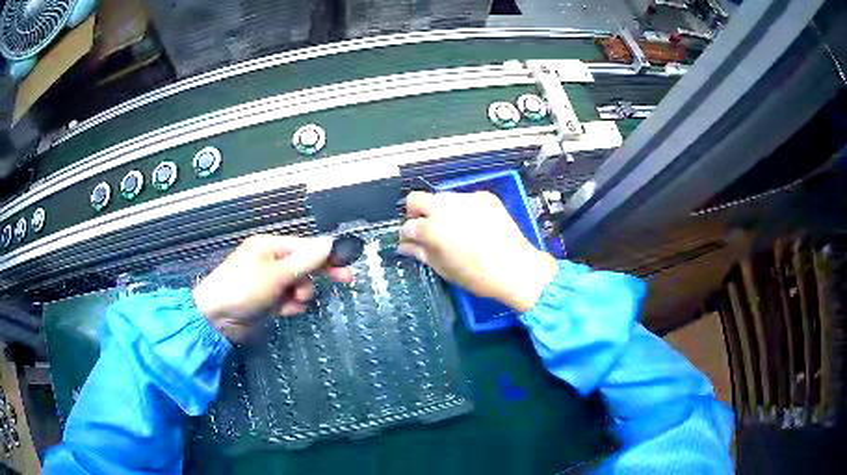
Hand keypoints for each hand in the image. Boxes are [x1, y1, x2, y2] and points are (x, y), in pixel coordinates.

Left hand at [193, 235, 350, 341]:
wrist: (216, 318)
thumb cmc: (244, 288)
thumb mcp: (278, 273)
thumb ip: (307, 260)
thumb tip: (331, 242)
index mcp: (270, 246)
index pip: (307, 247)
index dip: (329, 255)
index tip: (349, 265)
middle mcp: (270, 261)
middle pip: (304, 266)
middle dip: (318, 275)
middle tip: (345, 282)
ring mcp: (268, 282)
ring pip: (298, 286)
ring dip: (300, 294)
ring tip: (290, 301)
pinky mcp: (267, 301)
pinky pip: (288, 300)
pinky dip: (289, 305)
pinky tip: (282, 310)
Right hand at [398, 191, 557, 312]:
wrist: (515, 267)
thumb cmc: (476, 275)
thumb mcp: (443, 268)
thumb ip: (420, 253)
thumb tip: (404, 246)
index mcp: (432, 228)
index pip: (407, 225)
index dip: (406, 235)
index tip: (410, 241)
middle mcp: (445, 207)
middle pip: (416, 198)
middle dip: (415, 212)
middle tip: (424, 227)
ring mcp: (466, 198)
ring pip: (442, 197)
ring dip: (439, 210)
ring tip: (452, 228)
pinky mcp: (484, 196)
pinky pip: (464, 198)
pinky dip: (462, 209)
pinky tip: (473, 225)